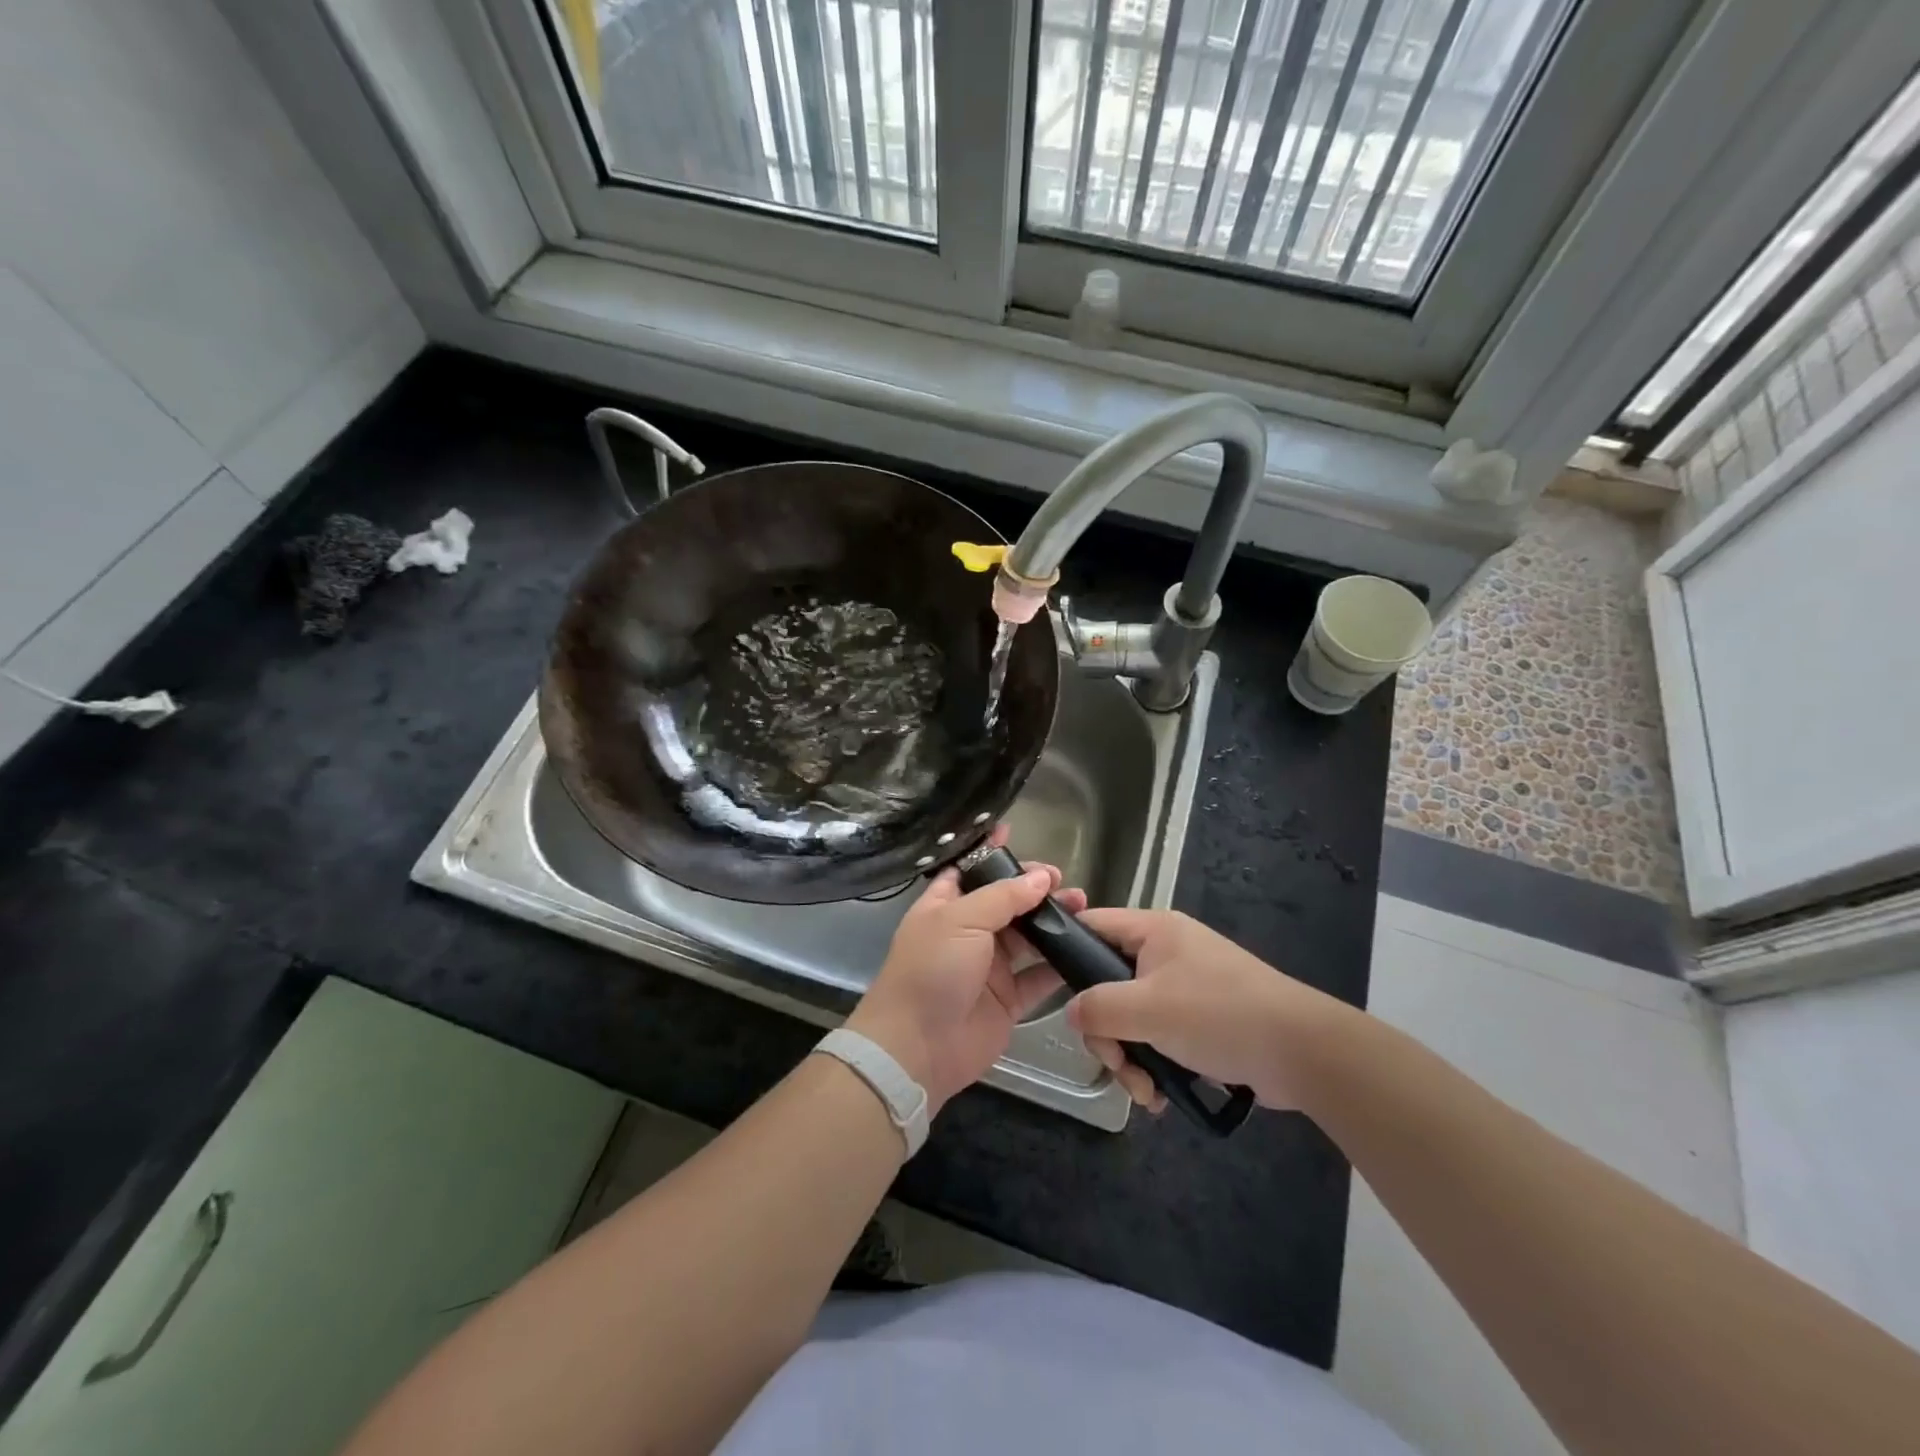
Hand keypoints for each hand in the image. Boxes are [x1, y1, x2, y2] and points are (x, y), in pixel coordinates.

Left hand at [848, 834, 1078, 1114]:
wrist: (917, 1047)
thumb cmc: (930, 970)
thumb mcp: (960, 920)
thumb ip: (1003, 897)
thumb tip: (1041, 878)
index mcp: (945, 906)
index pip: (969, 870)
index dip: (990, 853)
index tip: (1014, 833)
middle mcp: (968, 932)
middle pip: (1006, 902)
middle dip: (1033, 888)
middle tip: (1061, 879)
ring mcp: (989, 967)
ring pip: (1027, 936)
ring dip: (1053, 921)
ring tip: (1082, 906)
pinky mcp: (1008, 1000)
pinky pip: (1039, 977)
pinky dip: (1059, 964)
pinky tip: (1084, 946)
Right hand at [1065, 909, 1350, 1113]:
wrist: (1302, 1052)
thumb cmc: (1218, 1015)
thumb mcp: (1148, 1010)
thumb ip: (1098, 1008)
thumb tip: (1071, 1013)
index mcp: (1153, 931)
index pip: (1092, 926)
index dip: (1067, 952)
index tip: (1054, 992)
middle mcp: (1165, 953)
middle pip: (1108, 985)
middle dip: (1108, 1032)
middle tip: (1118, 1063)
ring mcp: (1185, 987)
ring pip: (1132, 1018)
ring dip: (1131, 1059)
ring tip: (1147, 1093)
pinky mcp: (1201, 1021)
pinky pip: (1159, 1037)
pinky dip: (1155, 1065)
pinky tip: (1162, 1095)